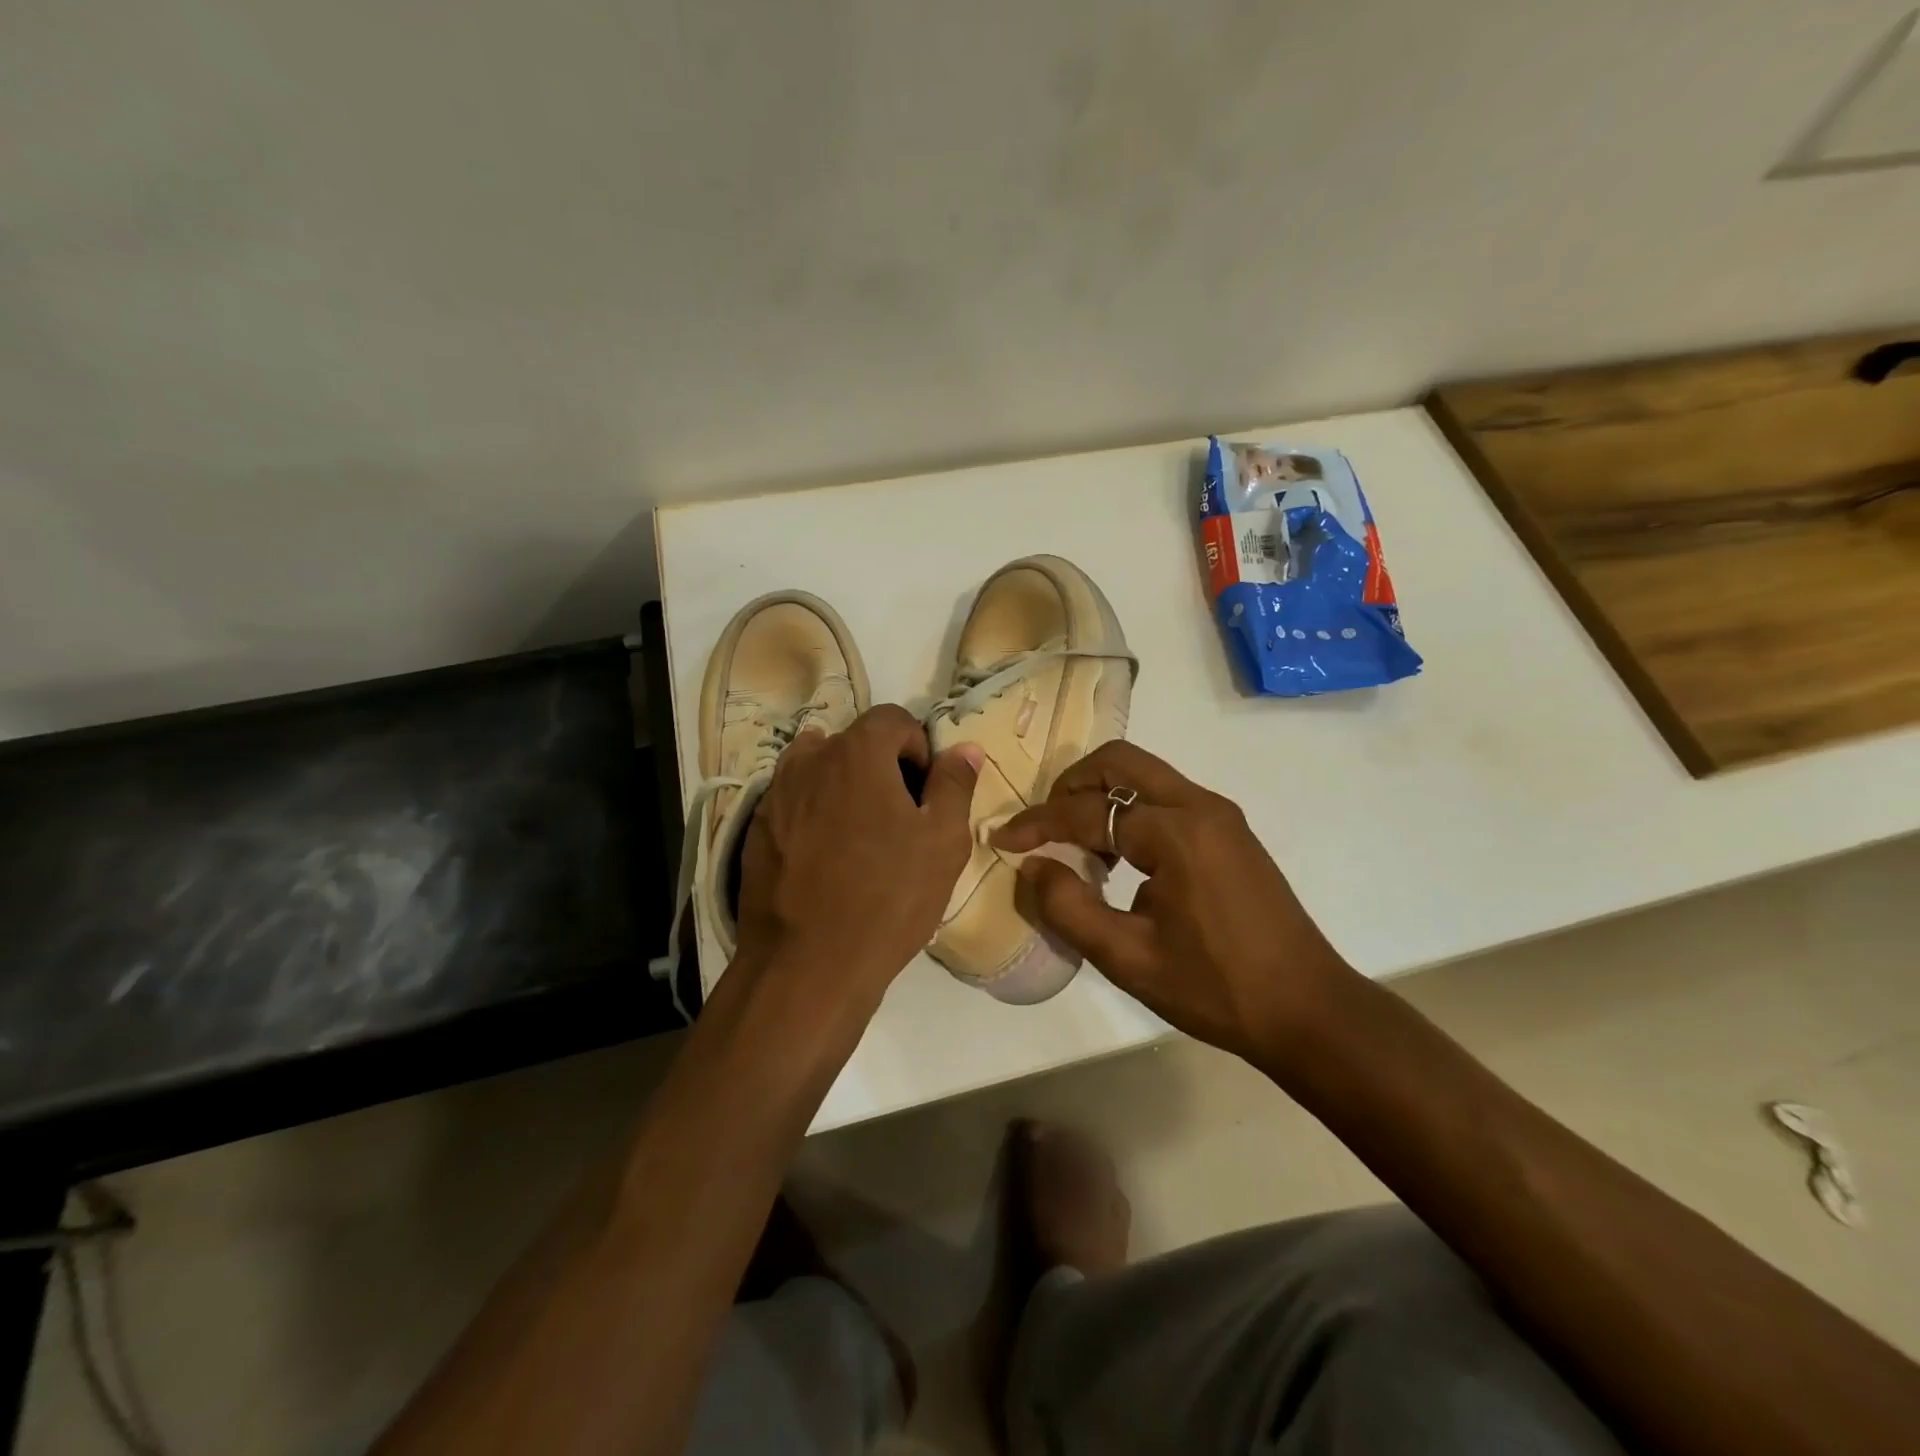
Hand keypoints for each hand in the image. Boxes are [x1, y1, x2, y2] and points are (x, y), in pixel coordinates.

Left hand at [734, 705, 980, 1019]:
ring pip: (821, 771)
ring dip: (846, 788)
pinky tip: (828, 860)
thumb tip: (964, 748)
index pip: (894, 719)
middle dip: (883, 768)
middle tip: (900, 820)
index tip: (925, 793)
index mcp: (856, 752)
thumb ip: (954, 784)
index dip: (919, 749)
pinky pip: (795, 803)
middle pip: (855, 742)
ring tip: (862, 838)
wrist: (807, 965)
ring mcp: (775, 794)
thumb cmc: (888, 898)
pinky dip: (816, 814)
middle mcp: (809, 759)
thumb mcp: (942, 841)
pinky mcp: (756, 828)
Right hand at [993, 742, 1352, 1062]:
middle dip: (1071, 785)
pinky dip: (1129, 811)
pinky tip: (1120, 859)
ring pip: (1144, 775)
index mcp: (1177, 833)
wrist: (1308, 1010)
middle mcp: (1200, 806)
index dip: (1038, 823)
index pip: (1088, 811)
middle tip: (1045, 826)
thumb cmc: (1215, 989)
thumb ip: (1069, 908)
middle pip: (1119, 762)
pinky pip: (1165, 798)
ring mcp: (1220, 815)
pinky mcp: (1230, 831)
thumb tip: (1032, 866)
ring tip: (1078, 846)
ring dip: (1101, 796)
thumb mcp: (1128, 959)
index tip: (1002, 838)